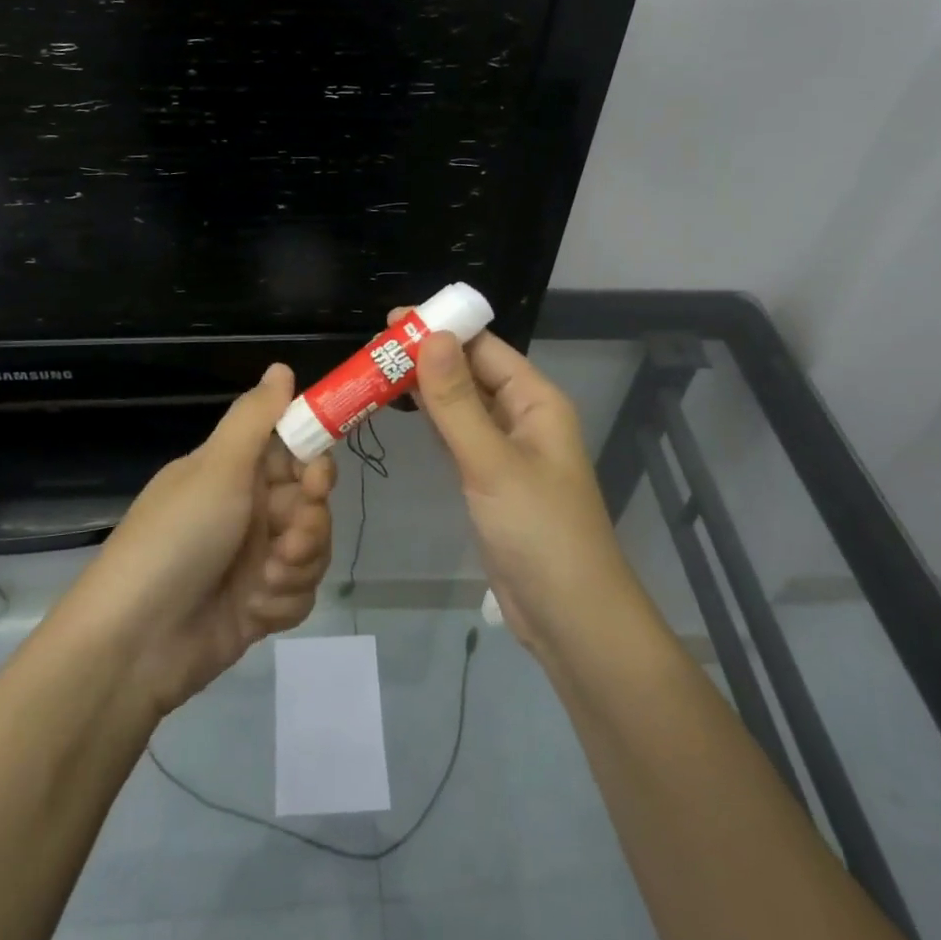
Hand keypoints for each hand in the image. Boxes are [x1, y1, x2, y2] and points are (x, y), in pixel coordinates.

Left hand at [63, 363, 334, 715]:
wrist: (134, 644)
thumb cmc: (177, 539)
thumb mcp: (217, 469)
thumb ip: (256, 417)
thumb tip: (281, 366)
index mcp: (234, 472)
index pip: (293, 453)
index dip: (313, 463)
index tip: (316, 477)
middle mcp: (247, 511)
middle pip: (311, 504)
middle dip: (309, 523)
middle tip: (288, 539)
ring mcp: (253, 560)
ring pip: (312, 549)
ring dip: (297, 565)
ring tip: (266, 581)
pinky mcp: (258, 606)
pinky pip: (299, 594)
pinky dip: (283, 602)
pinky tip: (256, 611)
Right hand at [395, 314, 631, 648]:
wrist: (569, 617)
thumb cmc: (538, 532)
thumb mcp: (492, 462)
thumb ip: (458, 401)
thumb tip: (431, 337)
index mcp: (535, 401)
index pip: (484, 348)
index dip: (441, 330)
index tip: (391, 322)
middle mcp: (523, 417)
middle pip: (470, 372)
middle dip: (426, 357)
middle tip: (371, 350)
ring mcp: (506, 450)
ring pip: (461, 404)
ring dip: (424, 387)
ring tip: (375, 371)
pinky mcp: (490, 480)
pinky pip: (458, 436)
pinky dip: (431, 420)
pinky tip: (401, 411)